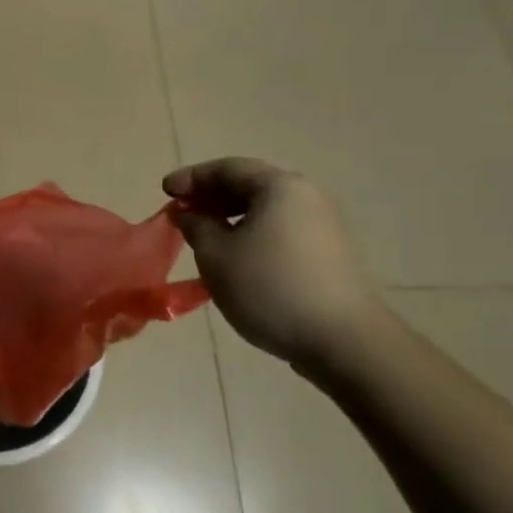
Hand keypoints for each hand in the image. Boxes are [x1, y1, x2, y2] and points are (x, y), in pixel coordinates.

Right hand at [164, 158, 378, 370]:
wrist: (346, 343)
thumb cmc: (271, 288)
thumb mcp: (216, 256)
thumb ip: (196, 226)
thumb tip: (191, 214)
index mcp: (280, 186)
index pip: (227, 168)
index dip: (192, 177)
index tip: (165, 191)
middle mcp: (307, 196)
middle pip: (250, 185)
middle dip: (213, 197)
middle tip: (184, 212)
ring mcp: (325, 225)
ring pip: (268, 210)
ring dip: (233, 217)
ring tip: (207, 237)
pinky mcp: (333, 254)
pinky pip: (283, 230)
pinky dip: (255, 234)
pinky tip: (239, 258)